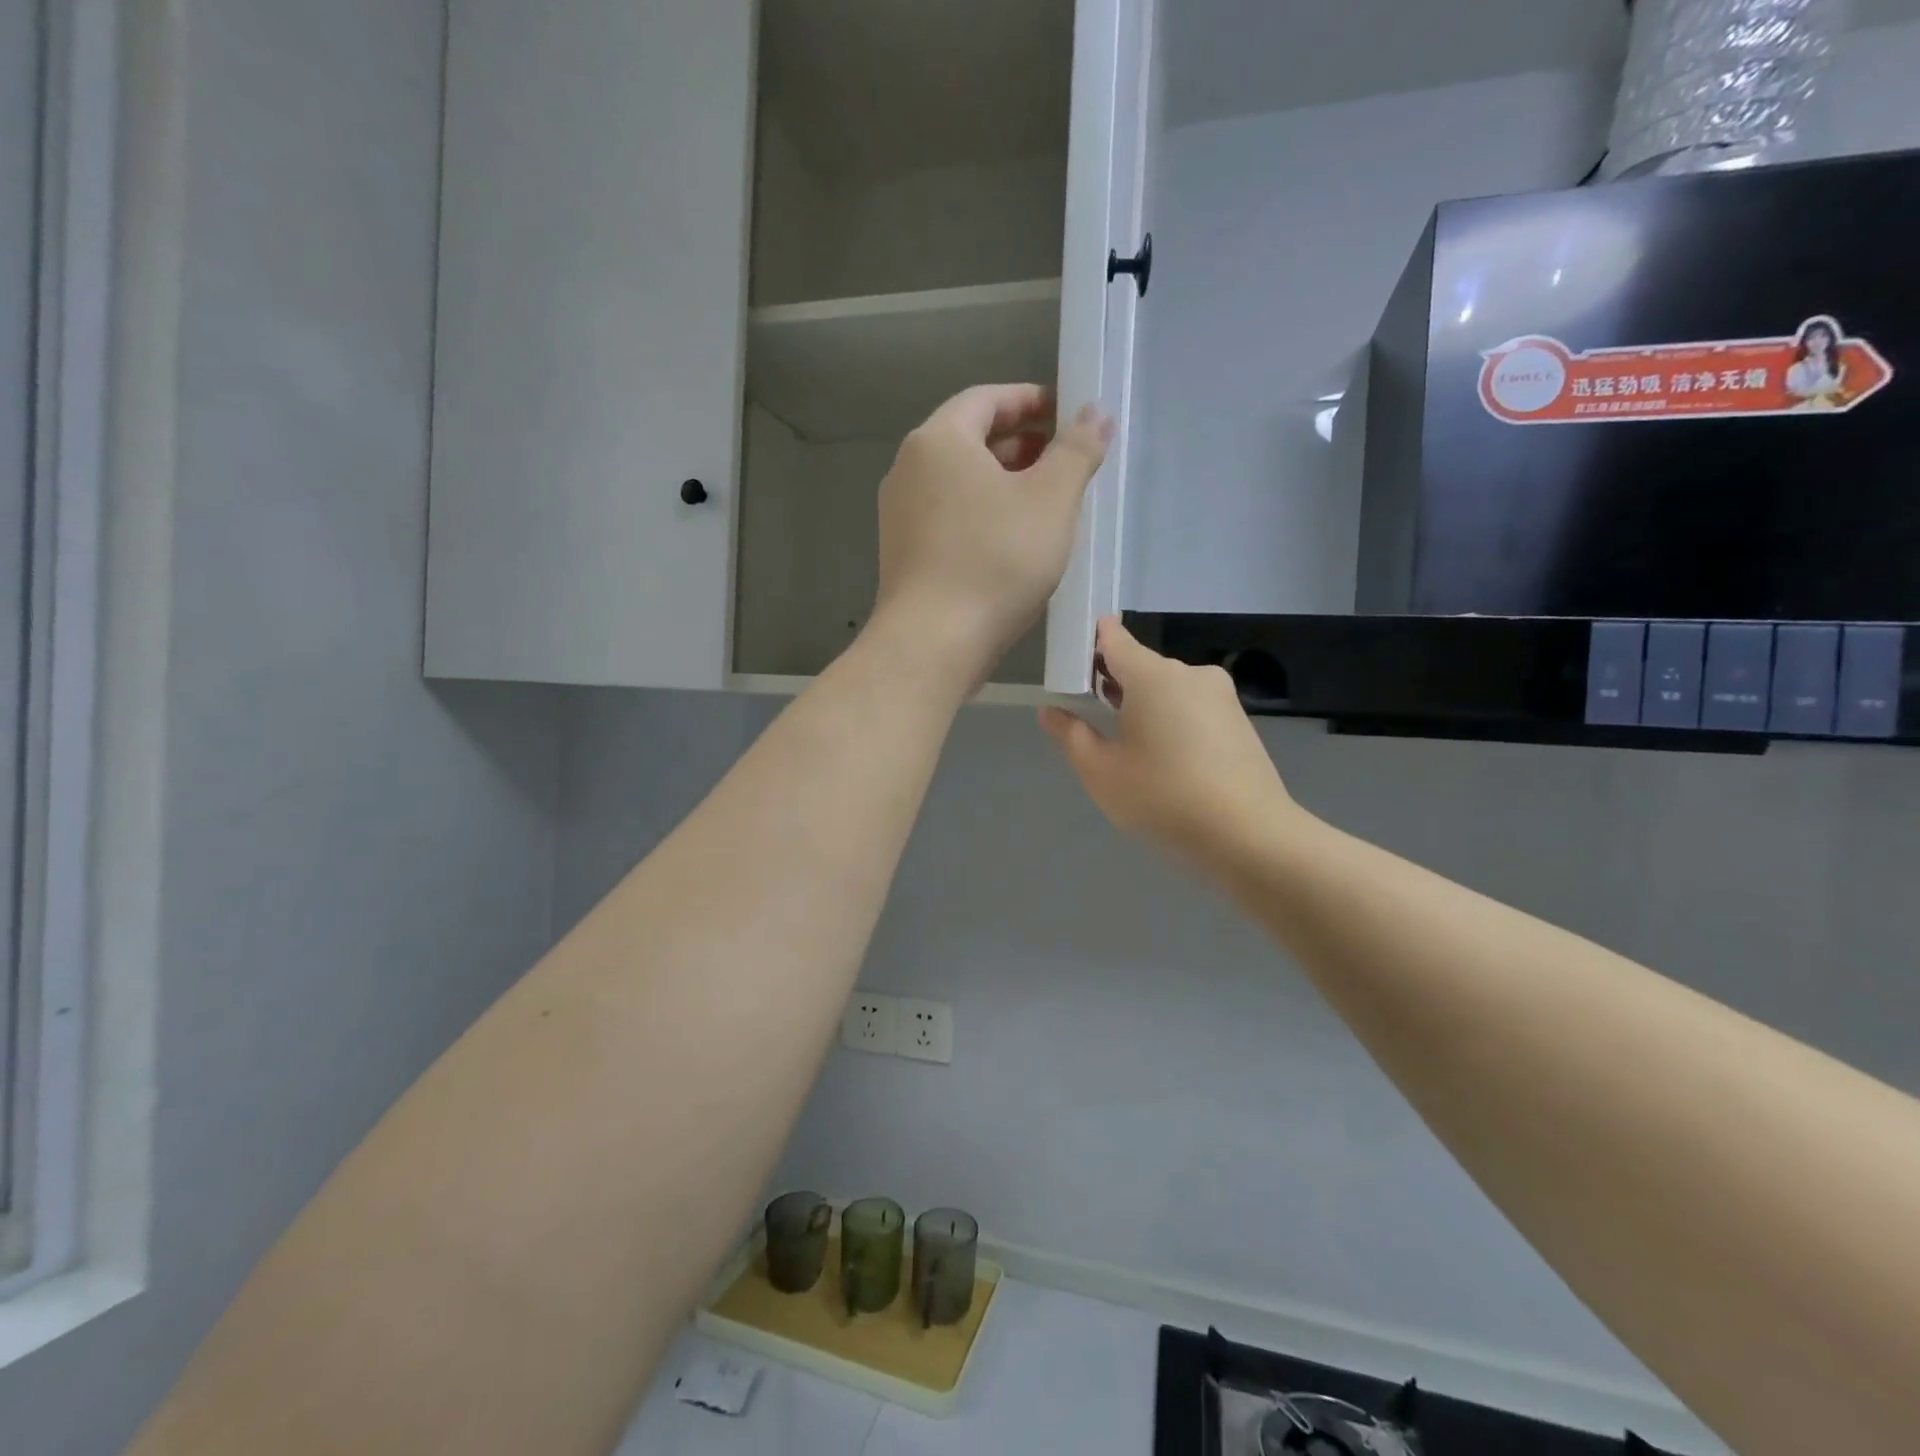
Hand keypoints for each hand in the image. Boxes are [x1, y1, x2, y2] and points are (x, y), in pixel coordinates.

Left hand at [874, 385, 1110, 680]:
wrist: (932, 642)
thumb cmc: (995, 561)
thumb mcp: (1050, 500)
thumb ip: (1076, 451)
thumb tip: (1096, 412)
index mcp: (939, 440)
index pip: (987, 399)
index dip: (1030, 400)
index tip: (1067, 414)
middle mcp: (909, 469)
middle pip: (970, 439)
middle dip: (1020, 444)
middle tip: (1063, 460)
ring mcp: (900, 514)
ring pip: (959, 482)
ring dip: (1003, 483)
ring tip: (1045, 502)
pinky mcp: (904, 553)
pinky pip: (949, 516)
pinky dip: (982, 514)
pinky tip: (1012, 542)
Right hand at [1040, 618, 1296, 862]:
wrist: (1249, 836)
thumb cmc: (1163, 797)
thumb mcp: (1101, 772)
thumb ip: (1071, 735)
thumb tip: (1051, 710)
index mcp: (1153, 675)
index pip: (1114, 639)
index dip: (1089, 643)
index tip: (1071, 663)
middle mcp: (1189, 673)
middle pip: (1141, 666)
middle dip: (1113, 684)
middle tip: (1089, 718)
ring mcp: (1221, 696)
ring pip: (1168, 690)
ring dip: (1143, 706)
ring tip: (1127, 748)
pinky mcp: (1239, 721)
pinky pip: (1192, 709)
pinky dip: (1172, 722)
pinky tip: (1165, 761)